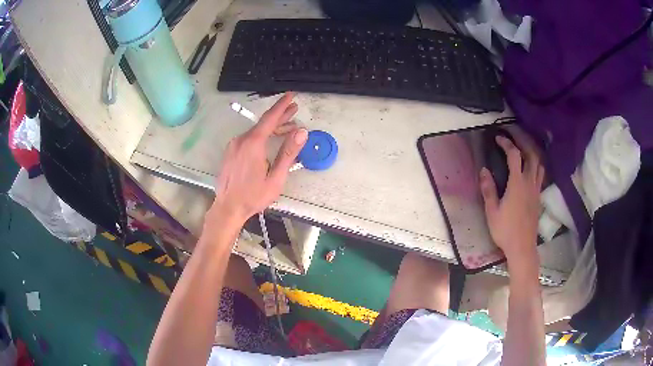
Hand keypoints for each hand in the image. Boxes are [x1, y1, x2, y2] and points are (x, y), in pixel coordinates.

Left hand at [209, 92, 307, 225]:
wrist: (228, 207)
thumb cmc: (254, 195)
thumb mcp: (276, 177)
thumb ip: (288, 153)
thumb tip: (302, 132)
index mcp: (253, 143)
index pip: (270, 118)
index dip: (282, 106)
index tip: (291, 95)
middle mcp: (241, 140)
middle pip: (263, 123)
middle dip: (280, 116)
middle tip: (294, 109)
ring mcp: (234, 145)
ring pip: (256, 131)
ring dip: (272, 129)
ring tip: (288, 128)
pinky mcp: (231, 151)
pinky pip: (248, 138)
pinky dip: (261, 136)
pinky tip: (269, 141)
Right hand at [479, 128, 544, 263]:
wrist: (522, 247)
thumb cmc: (505, 230)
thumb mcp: (492, 211)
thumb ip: (488, 189)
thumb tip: (484, 170)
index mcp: (517, 183)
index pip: (514, 155)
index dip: (506, 143)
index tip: (498, 138)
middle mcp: (529, 182)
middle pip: (531, 155)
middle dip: (523, 142)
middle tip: (513, 138)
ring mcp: (536, 190)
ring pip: (539, 164)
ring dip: (531, 153)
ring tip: (523, 151)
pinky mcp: (538, 197)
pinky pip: (540, 175)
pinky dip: (536, 167)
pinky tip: (530, 170)